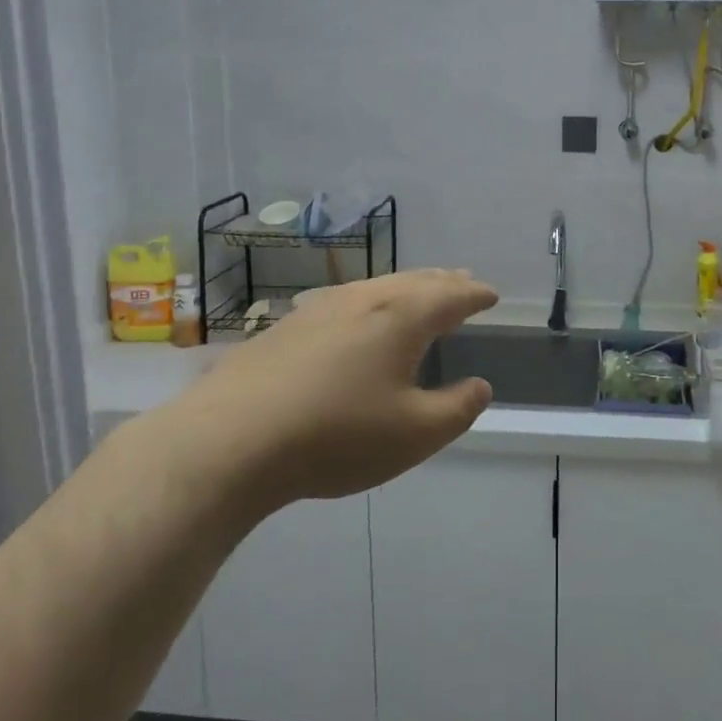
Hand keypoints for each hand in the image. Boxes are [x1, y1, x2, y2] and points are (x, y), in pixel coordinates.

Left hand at [160, 270, 498, 515]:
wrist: (230, 440)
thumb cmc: (337, 435)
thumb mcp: (414, 434)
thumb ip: (457, 409)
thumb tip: (480, 386)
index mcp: (402, 317)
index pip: (451, 296)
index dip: (475, 294)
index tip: (492, 294)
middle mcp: (364, 300)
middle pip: (415, 281)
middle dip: (444, 281)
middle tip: (463, 280)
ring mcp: (320, 309)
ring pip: (377, 286)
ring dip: (407, 286)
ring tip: (419, 292)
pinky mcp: (286, 327)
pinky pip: (346, 301)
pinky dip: (371, 302)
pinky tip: (358, 317)